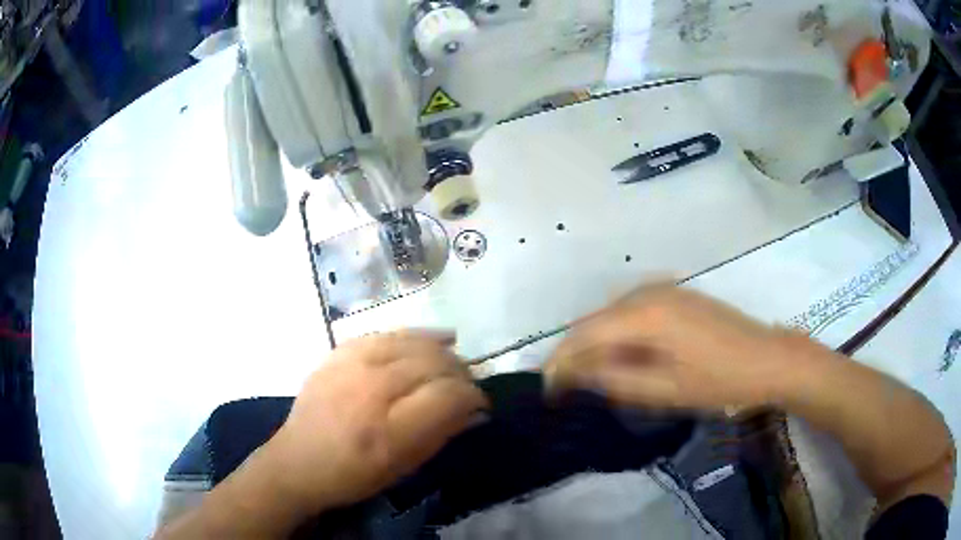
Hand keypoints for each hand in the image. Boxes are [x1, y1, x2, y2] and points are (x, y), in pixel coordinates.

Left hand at [263, 331, 488, 514]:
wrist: (298, 461)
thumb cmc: (353, 476)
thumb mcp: (403, 468)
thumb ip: (441, 434)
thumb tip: (476, 410)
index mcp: (388, 431)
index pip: (447, 396)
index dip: (473, 396)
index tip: (480, 404)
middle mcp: (371, 391)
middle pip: (433, 364)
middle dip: (460, 373)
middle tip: (468, 385)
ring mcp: (351, 366)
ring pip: (412, 343)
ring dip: (442, 351)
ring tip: (455, 360)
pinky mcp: (339, 353)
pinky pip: (386, 333)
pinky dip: (415, 334)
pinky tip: (435, 338)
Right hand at [545, 285, 797, 411]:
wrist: (767, 358)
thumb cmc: (718, 380)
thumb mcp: (665, 390)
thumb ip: (615, 380)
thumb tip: (576, 373)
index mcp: (644, 314)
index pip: (584, 334)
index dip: (559, 360)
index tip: (547, 388)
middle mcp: (647, 292)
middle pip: (594, 320)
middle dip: (575, 352)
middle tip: (568, 387)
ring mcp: (663, 289)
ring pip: (612, 314)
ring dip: (597, 343)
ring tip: (595, 377)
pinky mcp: (675, 294)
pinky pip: (632, 310)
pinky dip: (619, 333)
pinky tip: (626, 356)